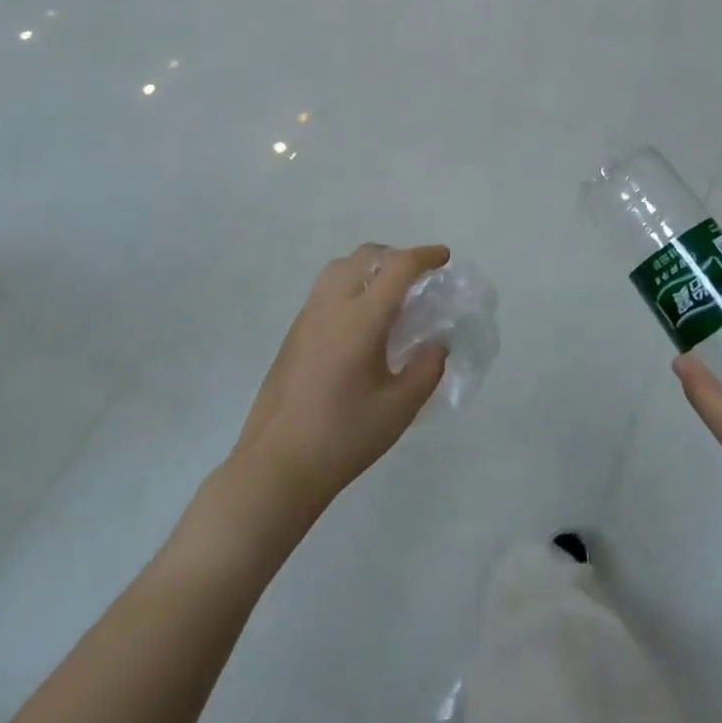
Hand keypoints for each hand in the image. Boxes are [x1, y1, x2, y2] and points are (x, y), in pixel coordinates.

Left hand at [231, 243, 448, 515]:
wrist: (276, 466)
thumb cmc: (344, 437)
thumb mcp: (400, 408)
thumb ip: (427, 369)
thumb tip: (437, 344)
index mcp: (361, 318)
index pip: (398, 267)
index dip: (425, 256)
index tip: (444, 258)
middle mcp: (332, 306)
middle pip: (366, 256)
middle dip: (396, 257)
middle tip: (418, 279)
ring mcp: (307, 317)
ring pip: (341, 268)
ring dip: (370, 267)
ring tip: (388, 295)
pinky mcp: (293, 334)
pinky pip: (325, 289)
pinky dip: (350, 284)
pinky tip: (360, 321)